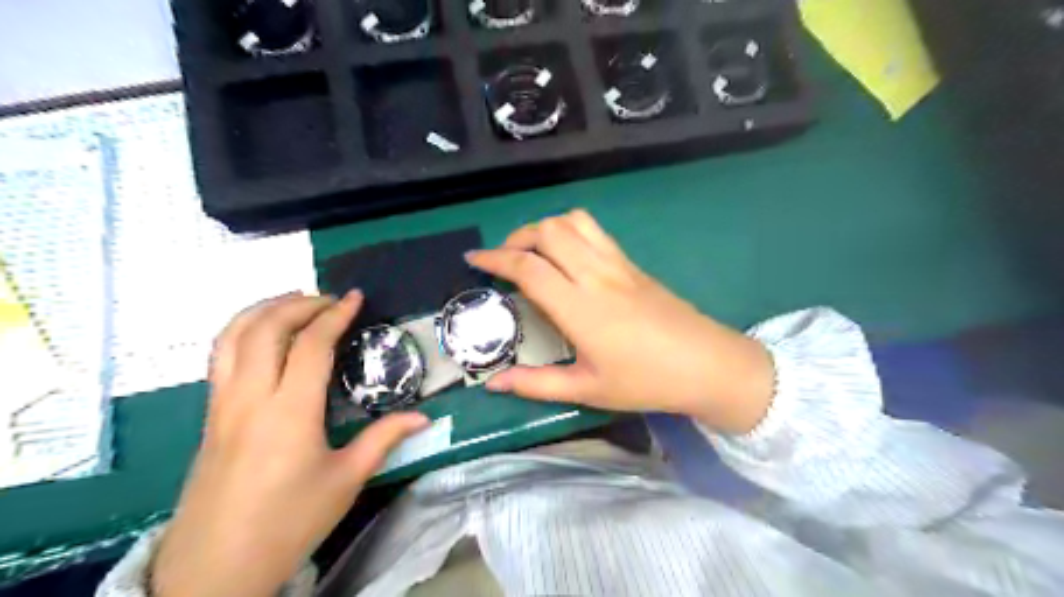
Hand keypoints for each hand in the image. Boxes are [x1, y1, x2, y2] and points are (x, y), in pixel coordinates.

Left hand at [149, 288, 431, 596]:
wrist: (215, 568)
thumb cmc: (289, 522)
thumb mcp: (346, 480)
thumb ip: (384, 439)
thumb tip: (424, 417)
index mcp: (289, 411)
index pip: (311, 344)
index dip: (335, 314)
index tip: (355, 298)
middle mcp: (250, 397)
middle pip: (266, 327)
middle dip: (299, 303)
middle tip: (330, 301)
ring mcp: (222, 404)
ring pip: (232, 336)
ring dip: (264, 309)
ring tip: (294, 303)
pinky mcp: (209, 415)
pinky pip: (219, 356)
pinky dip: (242, 330)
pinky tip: (263, 335)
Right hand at [466, 209, 774, 432]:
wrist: (707, 364)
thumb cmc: (646, 381)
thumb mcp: (587, 389)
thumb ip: (536, 383)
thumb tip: (493, 383)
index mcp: (580, 307)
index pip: (528, 267)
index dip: (495, 259)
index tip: (473, 259)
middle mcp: (596, 275)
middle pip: (548, 231)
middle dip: (516, 237)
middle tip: (503, 260)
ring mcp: (617, 264)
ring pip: (573, 221)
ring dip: (544, 228)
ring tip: (532, 251)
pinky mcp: (631, 263)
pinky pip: (594, 230)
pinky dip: (569, 229)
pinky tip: (565, 255)